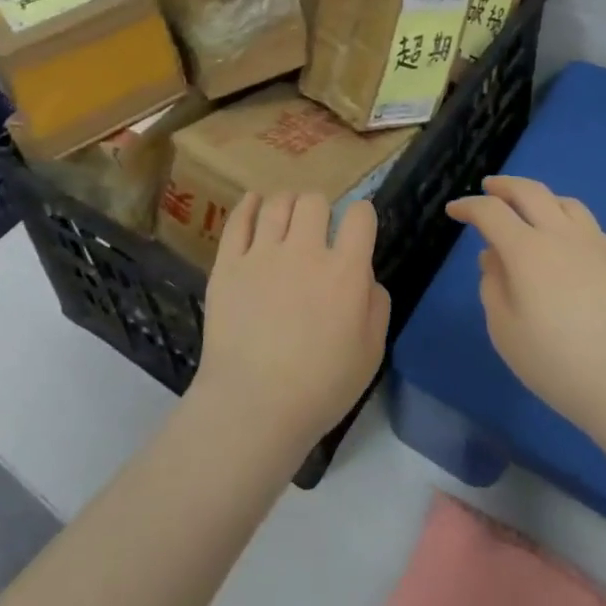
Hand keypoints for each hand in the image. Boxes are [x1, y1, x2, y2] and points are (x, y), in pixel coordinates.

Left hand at [193, 192, 390, 456]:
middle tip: (317, 229)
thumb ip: (376, 305)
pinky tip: (254, 203)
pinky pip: (239, 220)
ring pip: (278, 203)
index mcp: (345, 271)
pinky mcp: (229, 263)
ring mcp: (262, 253)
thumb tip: (365, 275)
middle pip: (315, 201)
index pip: (361, 216)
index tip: (357, 228)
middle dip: (321, 209)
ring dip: (288, 204)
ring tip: (287, 217)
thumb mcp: (371, 353)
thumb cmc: (321, 387)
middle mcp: (305, 251)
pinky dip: (249, 205)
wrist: (254, 404)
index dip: (362, 216)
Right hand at [445, 176, 605, 441]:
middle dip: (504, 186)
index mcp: (528, 250)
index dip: (468, 207)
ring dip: (540, 198)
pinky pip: (590, 228)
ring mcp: (598, 246)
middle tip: (489, 187)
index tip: (454, 211)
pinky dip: (568, 223)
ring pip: (566, 202)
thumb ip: (493, 287)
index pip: (490, 212)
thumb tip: (494, 258)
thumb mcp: (505, 331)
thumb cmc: (558, 364)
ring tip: (531, 210)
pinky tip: (567, 247)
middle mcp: (563, 236)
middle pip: (530, 191)